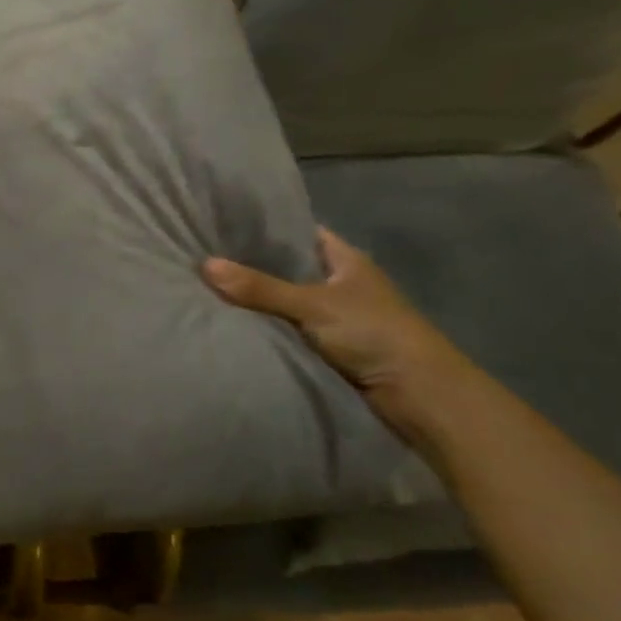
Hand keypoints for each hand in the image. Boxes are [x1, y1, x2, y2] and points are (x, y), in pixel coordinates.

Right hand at [202, 228, 472, 436]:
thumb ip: (260, 288)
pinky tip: (232, 325)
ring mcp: (334, 317)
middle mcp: (340, 283)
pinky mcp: (328, 347)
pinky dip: (265, 328)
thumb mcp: (312, 305)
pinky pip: (287, 330)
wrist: (417, 394)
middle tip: (203, 258)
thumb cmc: (373, 333)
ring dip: (256, 301)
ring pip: (285, 302)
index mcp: (346, 260)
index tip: (224, 226)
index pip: (300, 233)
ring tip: (206, 289)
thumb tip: (205, 265)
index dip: (266, 229)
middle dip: (251, 266)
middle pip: (288, 269)